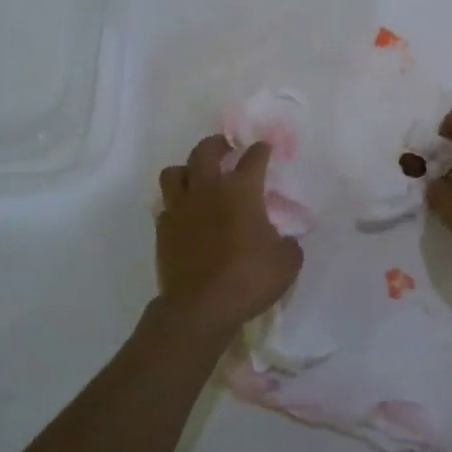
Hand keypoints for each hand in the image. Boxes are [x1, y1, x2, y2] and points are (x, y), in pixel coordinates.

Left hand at [155, 136, 302, 339]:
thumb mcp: (286, 261)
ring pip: (174, 172)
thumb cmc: (249, 278)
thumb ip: (288, 243)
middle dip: (217, 144)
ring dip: (187, 169)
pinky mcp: (163, 229)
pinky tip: (186, 214)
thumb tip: (285, 239)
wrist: (200, 307)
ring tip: (197, 177)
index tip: (266, 149)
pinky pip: (166, 205)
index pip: (253, 157)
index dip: (262, 150)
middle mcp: (208, 189)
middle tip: (226, 148)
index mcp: (241, 190)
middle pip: (205, 151)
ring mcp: (180, 207)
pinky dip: (176, 203)